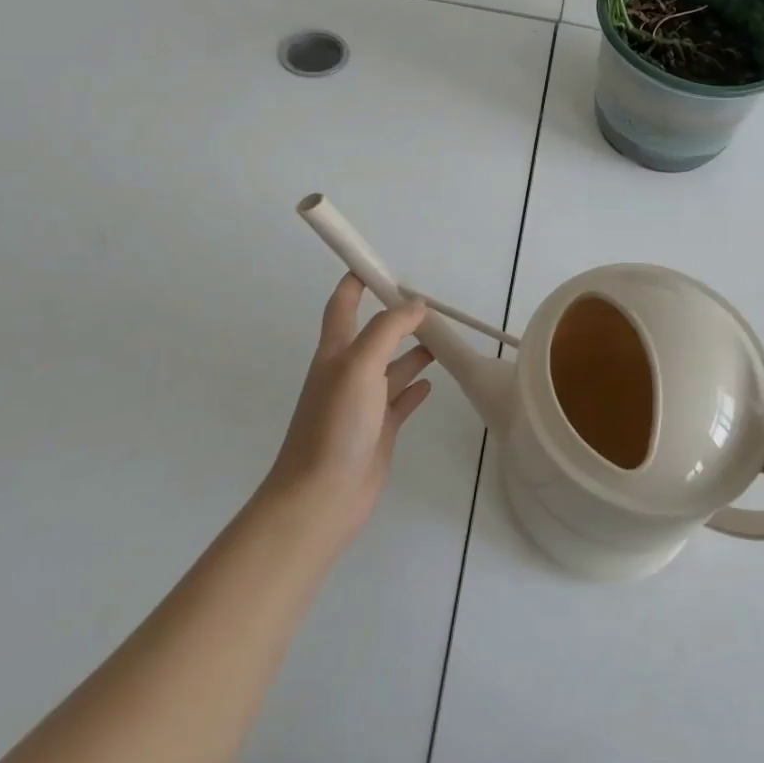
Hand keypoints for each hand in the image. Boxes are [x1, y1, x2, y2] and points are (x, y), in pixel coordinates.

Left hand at [263, 275, 433, 543]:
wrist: (321, 498)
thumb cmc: (335, 425)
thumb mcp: (359, 365)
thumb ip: (387, 330)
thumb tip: (415, 303)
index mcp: (336, 352)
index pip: (343, 304)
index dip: (357, 281)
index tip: (381, 264)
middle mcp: (348, 372)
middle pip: (374, 334)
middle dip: (398, 316)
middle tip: (430, 305)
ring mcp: (363, 403)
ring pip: (392, 366)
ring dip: (414, 351)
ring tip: (442, 340)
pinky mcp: (378, 430)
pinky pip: (400, 400)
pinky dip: (415, 387)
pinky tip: (432, 382)